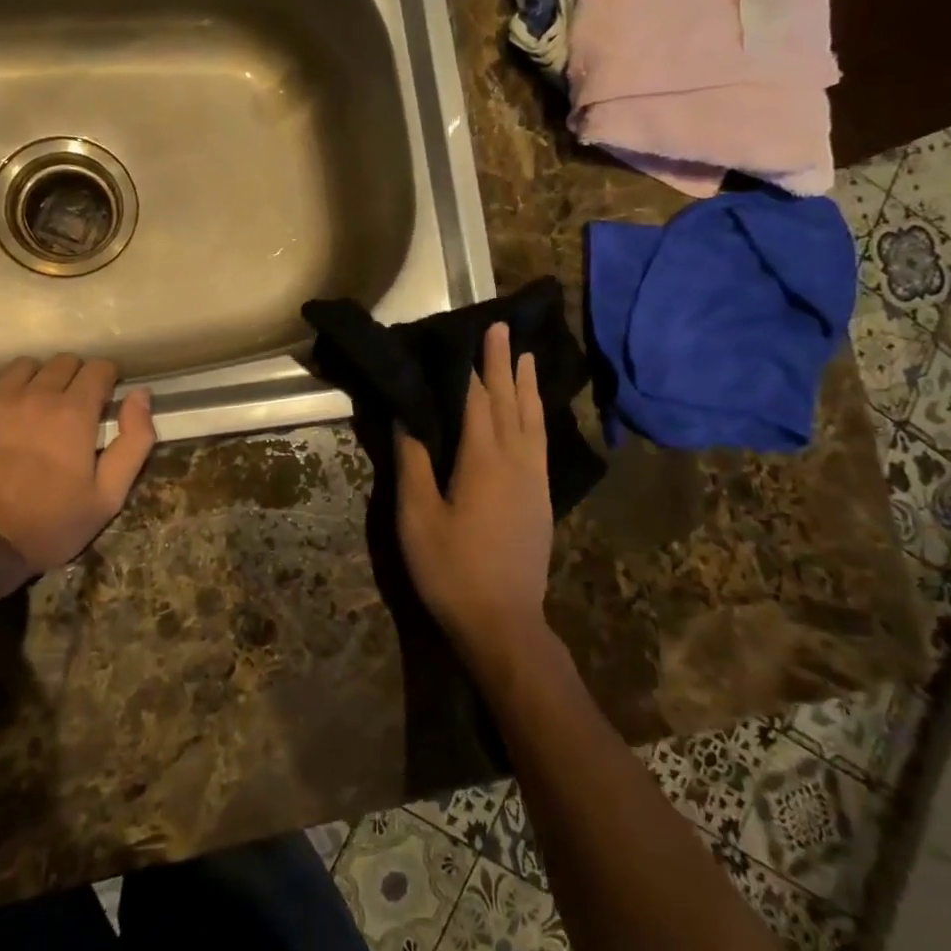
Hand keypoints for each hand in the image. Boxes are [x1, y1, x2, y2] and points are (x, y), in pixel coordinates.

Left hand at [0, 354, 157, 575]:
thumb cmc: (47, 524)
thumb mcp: (108, 496)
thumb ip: (134, 441)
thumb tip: (141, 394)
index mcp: (73, 412)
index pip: (98, 368)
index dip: (106, 380)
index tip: (102, 399)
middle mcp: (34, 394)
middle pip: (62, 362)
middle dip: (73, 380)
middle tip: (67, 411)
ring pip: (23, 367)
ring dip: (34, 382)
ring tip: (29, 411)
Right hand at [394, 323, 553, 660]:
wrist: (503, 622)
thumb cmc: (451, 570)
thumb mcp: (418, 518)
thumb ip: (414, 463)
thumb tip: (408, 417)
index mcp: (482, 461)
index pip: (477, 401)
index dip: (472, 367)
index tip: (470, 333)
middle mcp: (515, 461)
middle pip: (510, 402)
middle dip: (503, 364)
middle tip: (502, 328)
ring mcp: (534, 480)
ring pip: (533, 420)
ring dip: (528, 386)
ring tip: (527, 357)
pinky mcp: (542, 498)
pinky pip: (542, 442)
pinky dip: (538, 416)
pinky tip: (535, 414)